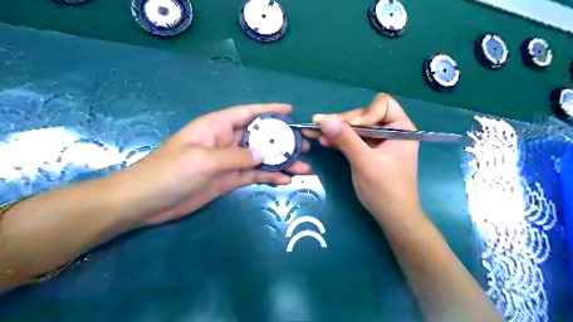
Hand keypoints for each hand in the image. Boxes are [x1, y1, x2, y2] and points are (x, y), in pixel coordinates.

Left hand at [109, 105, 311, 224]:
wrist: (147, 202)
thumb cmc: (170, 173)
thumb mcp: (204, 160)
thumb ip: (236, 156)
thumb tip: (264, 155)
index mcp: (217, 126)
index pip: (248, 113)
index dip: (269, 110)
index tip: (290, 110)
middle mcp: (225, 141)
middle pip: (259, 137)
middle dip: (282, 140)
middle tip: (305, 146)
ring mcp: (229, 162)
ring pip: (261, 158)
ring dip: (281, 162)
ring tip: (303, 167)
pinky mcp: (229, 180)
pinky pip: (254, 175)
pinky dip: (270, 177)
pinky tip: (285, 180)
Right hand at [304, 93, 419, 218]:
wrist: (391, 215)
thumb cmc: (384, 188)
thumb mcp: (364, 161)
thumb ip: (345, 139)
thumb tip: (323, 119)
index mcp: (400, 128)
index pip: (382, 105)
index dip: (365, 115)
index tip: (351, 130)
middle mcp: (390, 131)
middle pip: (364, 116)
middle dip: (343, 122)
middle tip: (321, 126)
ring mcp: (378, 142)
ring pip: (355, 128)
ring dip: (337, 130)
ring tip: (317, 132)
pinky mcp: (368, 151)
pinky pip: (352, 140)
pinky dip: (339, 140)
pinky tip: (324, 141)